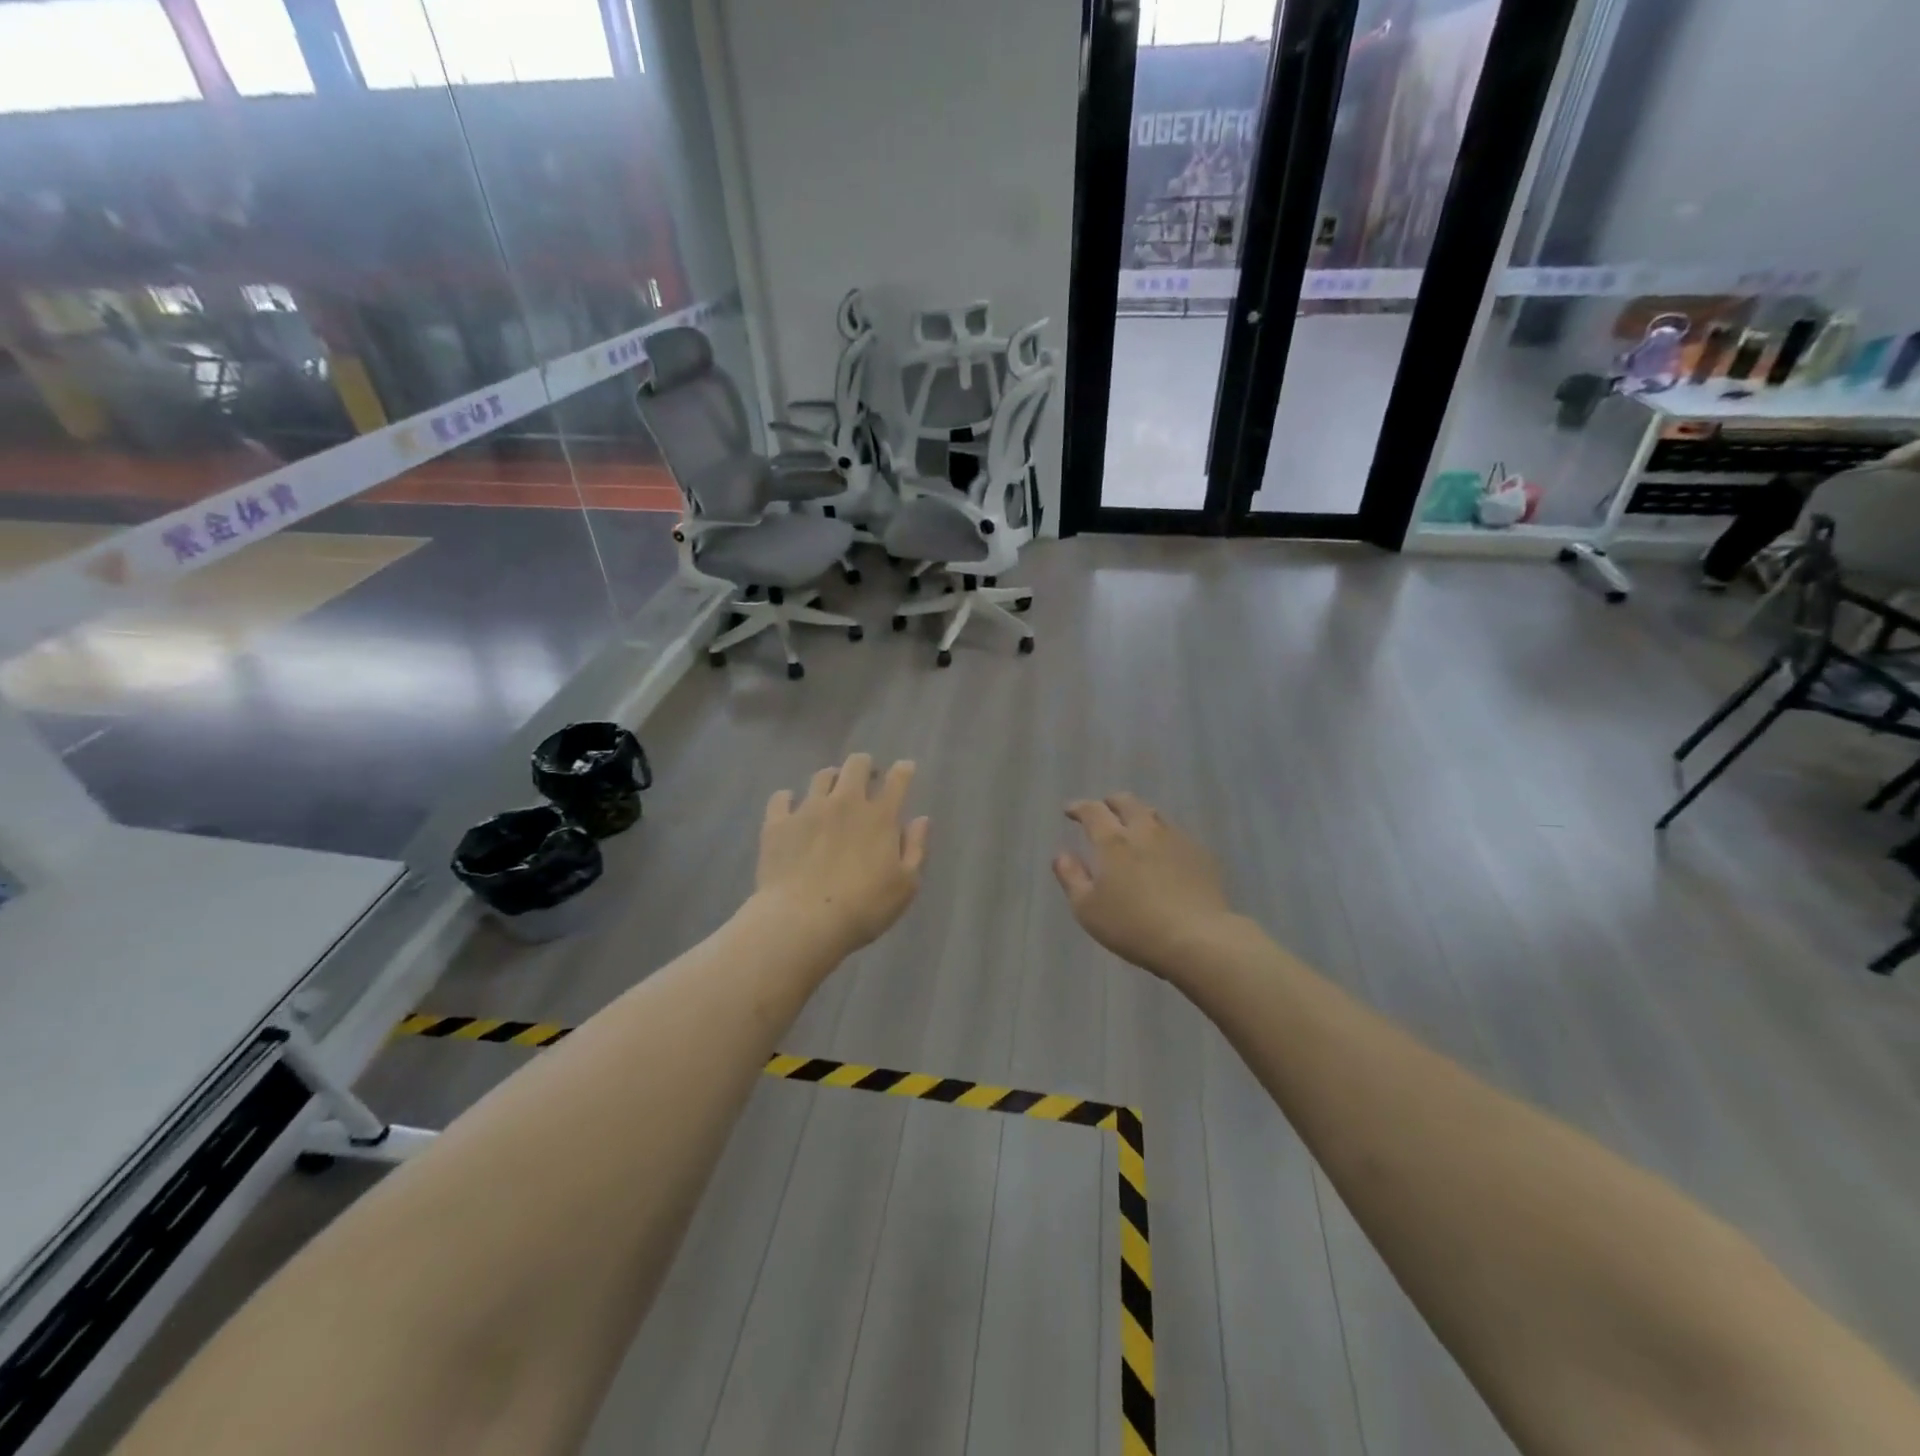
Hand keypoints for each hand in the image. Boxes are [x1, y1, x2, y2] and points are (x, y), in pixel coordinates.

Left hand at [754, 754, 930, 960]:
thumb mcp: (905, 885)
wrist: (802, 921)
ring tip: (831, 792)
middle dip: (864, 766)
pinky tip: (791, 808)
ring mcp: (809, 809)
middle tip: (866, 780)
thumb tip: (921, 819)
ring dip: (831, 779)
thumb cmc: (863, 908)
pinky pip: (782, 798)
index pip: (897, 780)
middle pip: (856, 765)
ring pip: (821, 776)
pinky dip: (789, 799)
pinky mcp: (778, 823)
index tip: (905, 769)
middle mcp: (845, 802)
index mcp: (880, 817)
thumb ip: (915, 848)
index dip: (903, 770)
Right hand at [1053, 793, 1232, 978]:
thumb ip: (1071, 878)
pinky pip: (1177, 833)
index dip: (1079, 807)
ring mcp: (1176, 839)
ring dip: (1139, 815)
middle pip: (1127, 802)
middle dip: (1111, 802)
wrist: (1198, 938)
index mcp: (1113, 841)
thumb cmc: (1133, 926)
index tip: (1070, 811)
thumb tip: (1062, 855)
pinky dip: (1163, 835)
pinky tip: (1164, 851)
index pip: (1092, 811)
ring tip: (1134, 827)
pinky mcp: (1201, 854)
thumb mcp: (1088, 909)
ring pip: (1154, 814)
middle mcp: (1144, 831)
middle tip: (1103, 811)